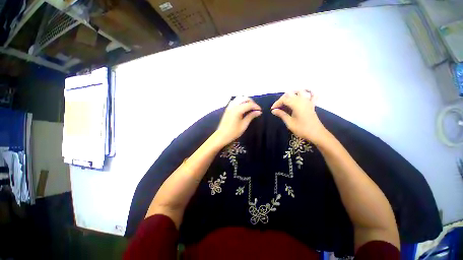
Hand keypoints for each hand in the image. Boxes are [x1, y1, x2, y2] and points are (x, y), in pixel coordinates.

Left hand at [214, 96, 261, 146]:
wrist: (222, 135)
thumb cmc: (234, 132)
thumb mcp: (244, 125)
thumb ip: (251, 116)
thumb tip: (259, 112)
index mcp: (238, 110)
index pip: (249, 104)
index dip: (256, 106)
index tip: (260, 111)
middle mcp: (233, 106)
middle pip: (244, 98)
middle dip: (251, 102)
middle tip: (255, 109)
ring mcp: (229, 106)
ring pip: (239, 98)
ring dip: (246, 100)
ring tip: (250, 107)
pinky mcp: (227, 108)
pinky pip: (234, 101)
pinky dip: (240, 101)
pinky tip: (242, 107)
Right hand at [271, 90, 327, 144]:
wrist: (316, 134)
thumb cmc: (302, 129)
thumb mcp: (289, 122)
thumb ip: (281, 114)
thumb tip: (273, 110)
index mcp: (296, 104)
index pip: (284, 99)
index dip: (277, 103)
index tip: (272, 110)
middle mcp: (302, 100)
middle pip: (290, 94)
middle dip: (282, 99)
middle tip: (278, 107)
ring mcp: (308, 101)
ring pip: (299, 92)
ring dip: (292, 94)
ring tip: (286, 101)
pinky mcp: (311, 105)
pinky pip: (311, 95)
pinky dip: (307, 93)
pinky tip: (303, 96)